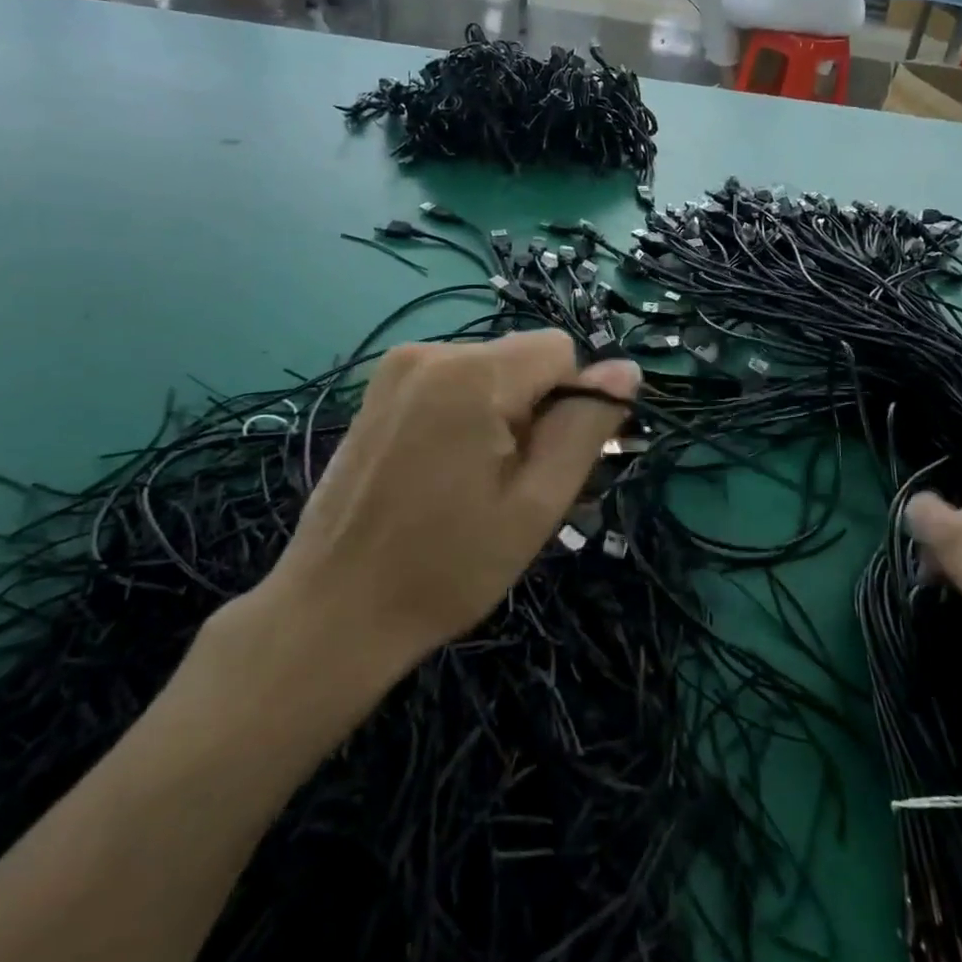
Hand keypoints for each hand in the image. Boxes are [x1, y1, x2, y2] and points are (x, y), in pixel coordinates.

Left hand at [254, 330, 638, 672]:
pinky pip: (452, 384)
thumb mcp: (537, 503)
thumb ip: (585, 428)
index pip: (561, 351)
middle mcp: (430, 351)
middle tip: (510, 486)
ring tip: (474, 486)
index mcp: (472, 372)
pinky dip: (466, 417)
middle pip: (523, 362)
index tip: (545, 465)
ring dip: (501, 418)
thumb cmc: (448, 566)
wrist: (335, 611)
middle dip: (533, 413)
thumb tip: (626, 370)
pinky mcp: (378, 390)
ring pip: (490, 374)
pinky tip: (444, 474)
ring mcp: (396, 368)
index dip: (569, 405)